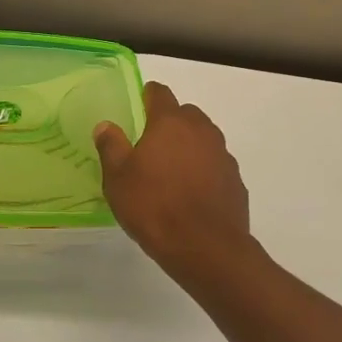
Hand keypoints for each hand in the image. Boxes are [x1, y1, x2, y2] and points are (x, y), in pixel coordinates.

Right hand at [94, 82, 251, 280]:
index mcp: (170, 123)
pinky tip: (190, 193)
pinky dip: (203, 170)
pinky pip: (215, 165)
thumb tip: (106, 125)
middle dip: (170, 122)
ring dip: (189, 146)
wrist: (206, 247)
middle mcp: (201, 131)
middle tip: (151, 143)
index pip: (160, 94)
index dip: (148, 95)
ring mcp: (223, 155)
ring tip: (170, 170)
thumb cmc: (154, 206)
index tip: (139, 103)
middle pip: (186, 114)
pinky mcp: (235, 181)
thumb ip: (111, 147)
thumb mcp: (118, 178)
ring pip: (203, 139)